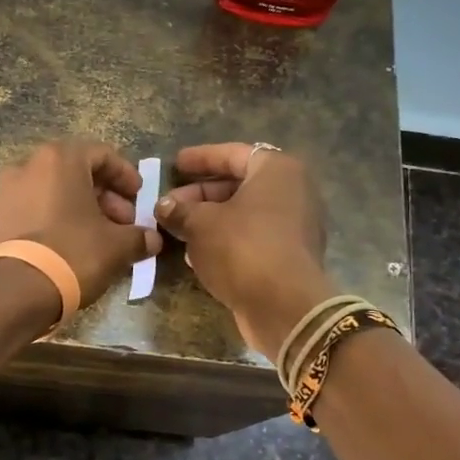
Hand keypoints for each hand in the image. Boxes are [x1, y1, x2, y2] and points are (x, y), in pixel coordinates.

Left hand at [0, 138, 162, 312]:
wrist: (18, 290)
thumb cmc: (74, 252)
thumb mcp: (117, 245)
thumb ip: (139, 236)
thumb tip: (152, 239)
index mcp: (59, 159)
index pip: (102, 155)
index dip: (125, 175)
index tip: (139, 197)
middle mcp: (28, 166)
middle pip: (75, 172)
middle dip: (103, 196)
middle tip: (123, 223)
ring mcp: (6, 192)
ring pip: (53, 192)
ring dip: (79, 209)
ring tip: (99, 237)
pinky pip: (34, 210)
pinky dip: (55, 220)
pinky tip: (71, 246)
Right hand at [155, 143, 335, 356]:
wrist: (284, 306)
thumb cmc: (242, 248)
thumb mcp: (200, 224)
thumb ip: (180, 210)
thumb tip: (164, 206)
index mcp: (277, 171)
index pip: (233, 154)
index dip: (201, 158)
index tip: (176, 163)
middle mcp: (293, 192)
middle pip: (239, 184)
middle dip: (200, 194)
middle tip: (169, 204)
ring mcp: (295, 226)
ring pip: (244, 214)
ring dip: (210, 219)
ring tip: (177, 228)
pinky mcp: (289, 256)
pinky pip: (252, 237)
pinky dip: (226, 239)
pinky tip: (196, 252)